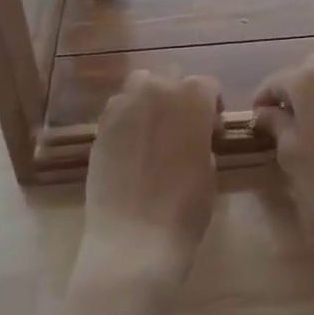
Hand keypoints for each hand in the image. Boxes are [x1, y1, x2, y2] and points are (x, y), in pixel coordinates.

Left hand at [76, 71, 220, 291]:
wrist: (134, 237)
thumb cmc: (185, 208)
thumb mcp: (209, 170)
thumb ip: (202, 139)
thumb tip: (193, 136)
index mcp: (193, 98)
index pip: (207, 85)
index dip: (212, 106)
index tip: (212, 132)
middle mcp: (158, 90)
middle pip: (172, 76)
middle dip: (180, 96)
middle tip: (182, 129)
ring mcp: (124, 105)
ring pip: (141, 84)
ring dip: (151, 98)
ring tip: (153, 131)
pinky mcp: (100, 126)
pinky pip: (118, 107)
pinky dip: (127, 116)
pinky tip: (131, 146)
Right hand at [251, 54, 313, 246]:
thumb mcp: (290, 155)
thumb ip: (276, 126)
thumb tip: (266, 113)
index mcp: (307, 80)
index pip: (275, 81)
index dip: (262, 100)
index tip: (256, 122)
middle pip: (308, 70)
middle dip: (294, 88)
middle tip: (283, 118)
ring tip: (310, 125)